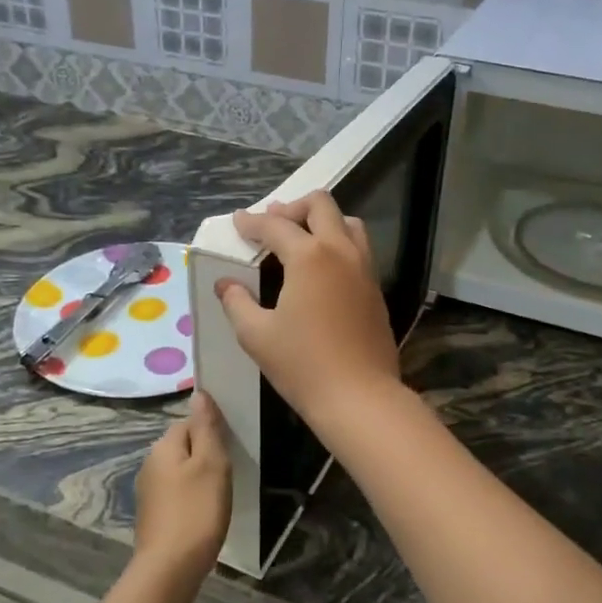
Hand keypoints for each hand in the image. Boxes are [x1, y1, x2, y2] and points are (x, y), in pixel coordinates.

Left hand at [133, 393, 231, 581]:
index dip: (211, 430)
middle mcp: (150, 463)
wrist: (170, 569)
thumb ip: (206, 427)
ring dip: (199, 476)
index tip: (231, 447)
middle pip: (183, 445)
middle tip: (229, 472)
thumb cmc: (196, 511)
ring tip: (219, 493)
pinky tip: (203, 513)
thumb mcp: (211, 463)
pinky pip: (176, 492)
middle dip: (205, 453)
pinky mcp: (153, 515)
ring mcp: (148, 491)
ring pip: (180, 470)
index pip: (189, 422)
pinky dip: (191, 497)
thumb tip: (199, 394)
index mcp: (163, 446)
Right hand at [215, 193, 403, 422]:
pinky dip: (338, 242)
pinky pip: (358, 248)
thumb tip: (225, 284)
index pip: (275, 225)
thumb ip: (237, 302)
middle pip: (321, 205)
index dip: (252, 222)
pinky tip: (321, 268)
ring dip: (322, 220)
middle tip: (271, 223)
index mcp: (310, 256)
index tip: (237, 222)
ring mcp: (364, 268)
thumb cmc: (302, 365)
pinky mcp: (375, 288)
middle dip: (293, 207)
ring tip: (300, 238)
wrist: (360, 397)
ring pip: (348, 222)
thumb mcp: (256, 335)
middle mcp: (341, 251)